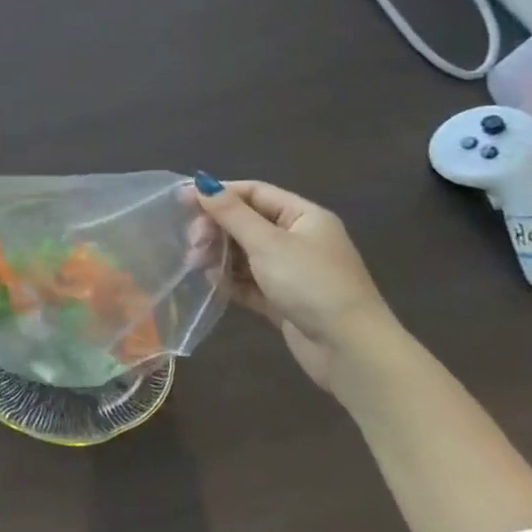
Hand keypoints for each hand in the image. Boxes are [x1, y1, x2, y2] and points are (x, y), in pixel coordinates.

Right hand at [189, 176, 406, 391]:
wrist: (350, 350)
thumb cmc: (311, 284)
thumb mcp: (267, 243)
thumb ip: (231, 213)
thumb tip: (202, 182)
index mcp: (304, 217)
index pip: (254, 193)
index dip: (219, 194)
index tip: (182, 201)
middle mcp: (299, 240)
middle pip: (246, 223)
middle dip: (216, 229)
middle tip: (193, 243)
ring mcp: (292, 272)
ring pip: (245, 253)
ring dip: (219, 255)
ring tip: (197, 264)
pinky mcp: (284, 300)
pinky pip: (249, 281)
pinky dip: (231, 280)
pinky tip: (214, 284)